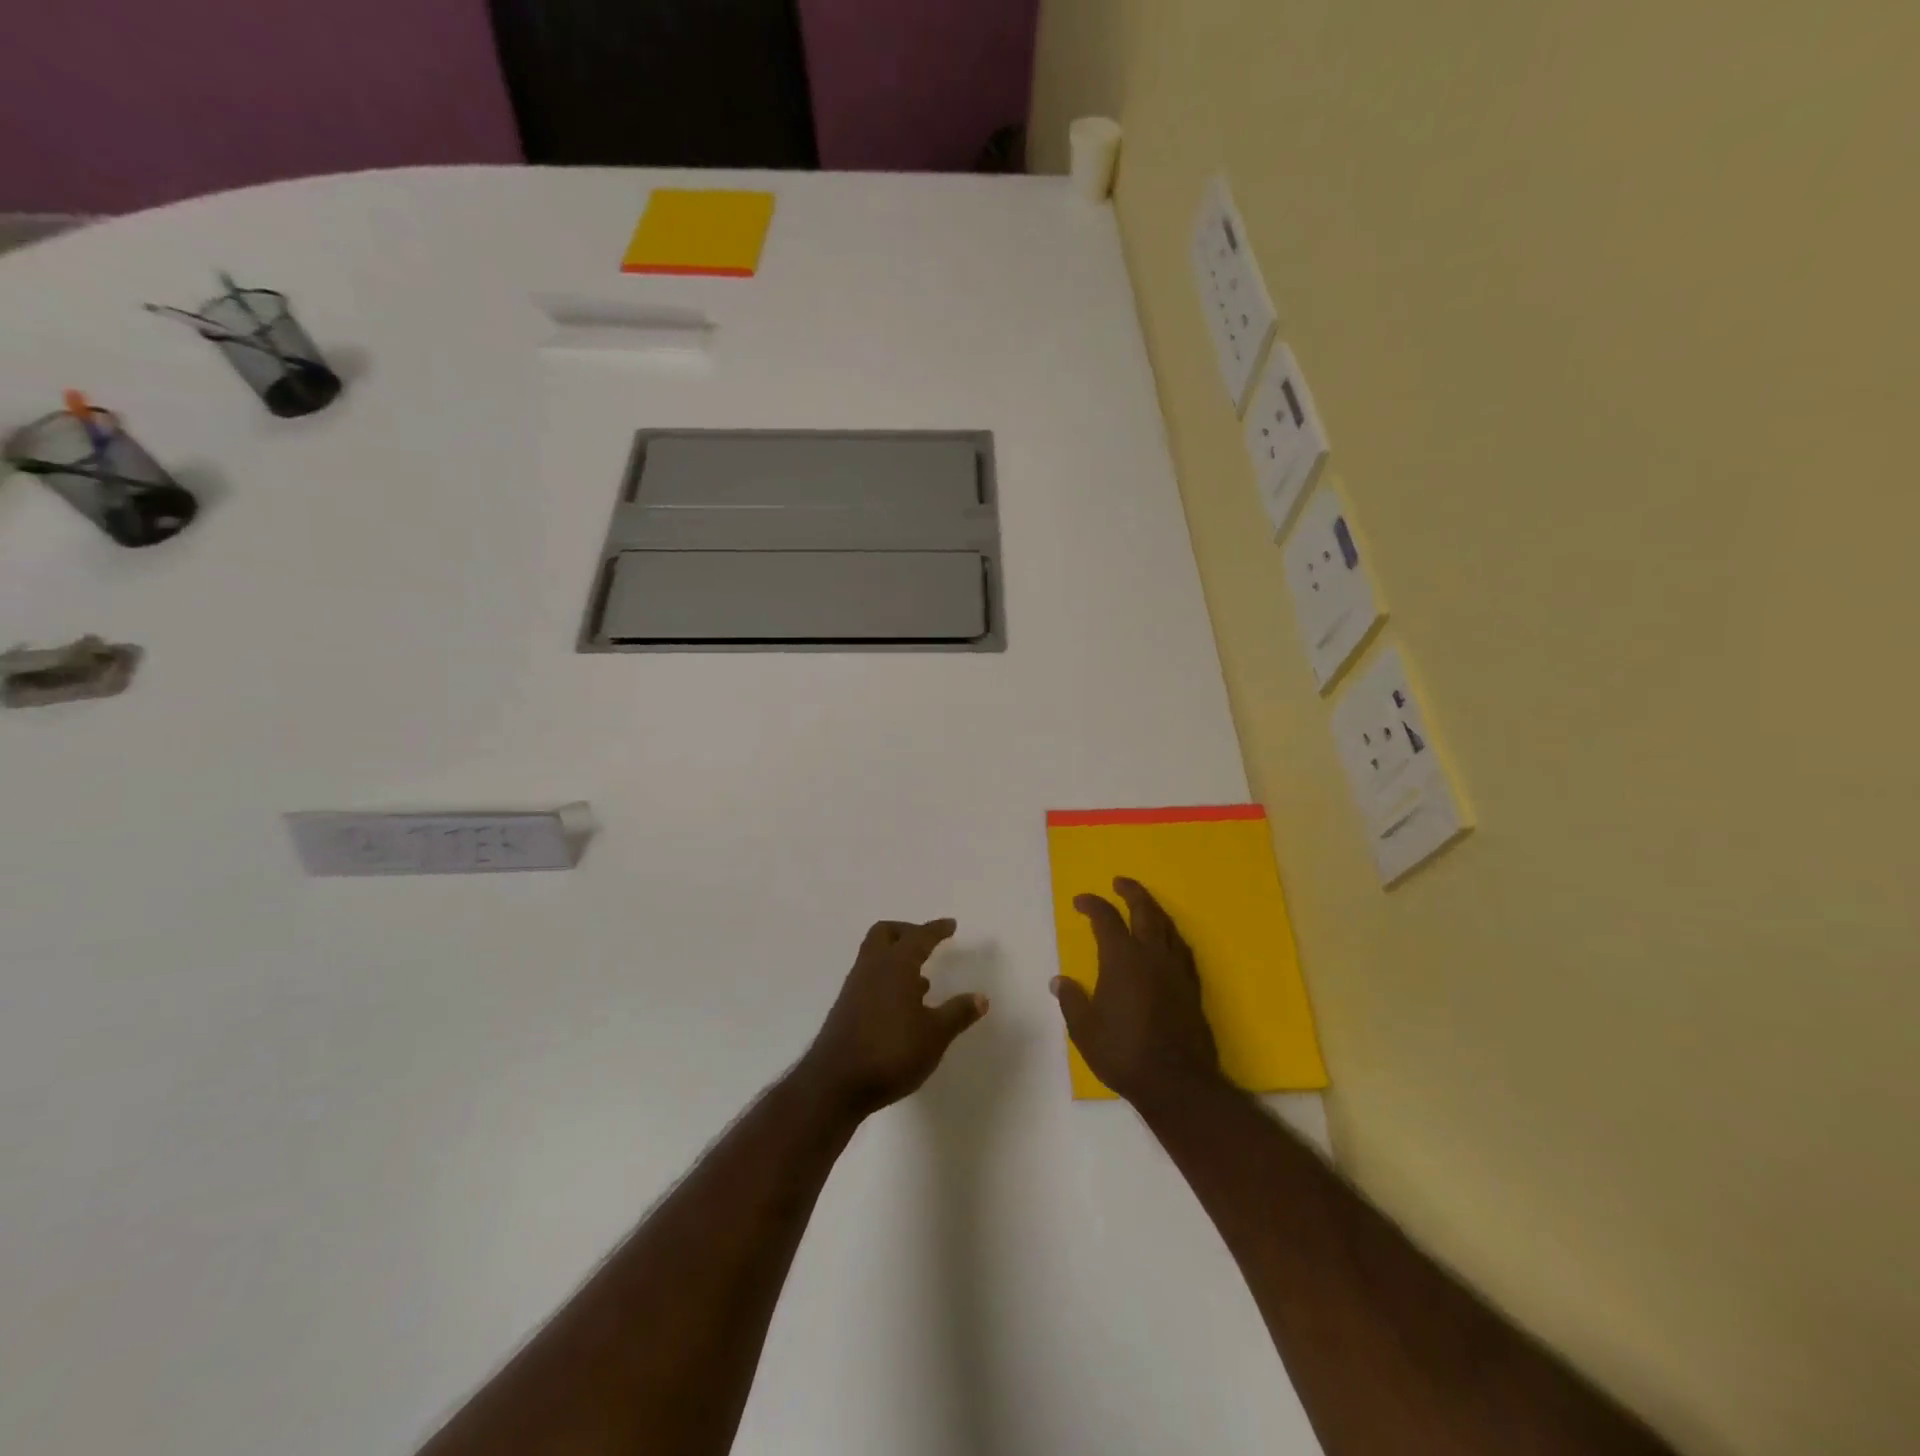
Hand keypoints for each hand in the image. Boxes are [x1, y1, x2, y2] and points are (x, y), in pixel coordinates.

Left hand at [802, 919, 987, 1117]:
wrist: (835, 1084)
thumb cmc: (891, 1052)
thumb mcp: (935, 1035)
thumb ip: (958, 1013)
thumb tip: (981, 997)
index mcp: (896, 965)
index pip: (918, 936)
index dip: (936, 929)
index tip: (950, 925)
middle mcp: (872, 968)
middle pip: (885, 933)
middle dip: (907, 932)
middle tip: (927, 943)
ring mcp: (855, 987)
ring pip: (874, 956)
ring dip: (896, 958)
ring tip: (922, 979)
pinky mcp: (846, 1008)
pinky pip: (869, 978)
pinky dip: (887, 979)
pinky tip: (903, 1005)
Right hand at [1052, 878, 1222, 1108]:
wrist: (1177, 1082)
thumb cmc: (1124, 1053)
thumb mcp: (1085, 1030)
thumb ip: (1072, 1000)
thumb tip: (1059, 981)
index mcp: (1122, 959)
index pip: (1106, 919)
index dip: (1092, 905)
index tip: (1081, 901)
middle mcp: (1152, 956)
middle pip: (1145, 911)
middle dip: (1132, 892)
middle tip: (1120, 882)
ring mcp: (1176, 970)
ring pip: (1168, 926)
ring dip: (1154, 909)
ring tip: (1145, 905)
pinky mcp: (1193, 987)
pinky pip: (1182, 949)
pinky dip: (1171, 935)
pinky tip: (1168, 942)